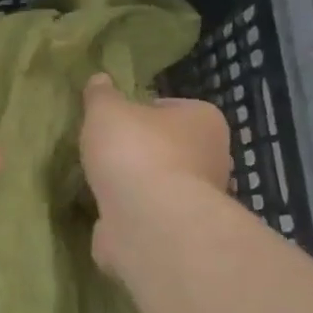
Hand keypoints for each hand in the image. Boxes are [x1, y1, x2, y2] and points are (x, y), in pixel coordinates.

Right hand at [80, 73, 230, 273]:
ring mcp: (199, 200)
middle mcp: (212, 158)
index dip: (140, 113)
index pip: (171, 107)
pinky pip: (151, 216)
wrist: (149, 221)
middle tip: (105, 154)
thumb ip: (101, 95)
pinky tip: (107, 214)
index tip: (114, 123)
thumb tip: (99, 80)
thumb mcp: (106, 110)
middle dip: (140, 152)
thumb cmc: (135, 152)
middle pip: (169, 148)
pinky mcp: (181, 232)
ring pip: (160, 185)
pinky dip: (132, 216)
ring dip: (135, 187)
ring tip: (100, 185)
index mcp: (205, 120)